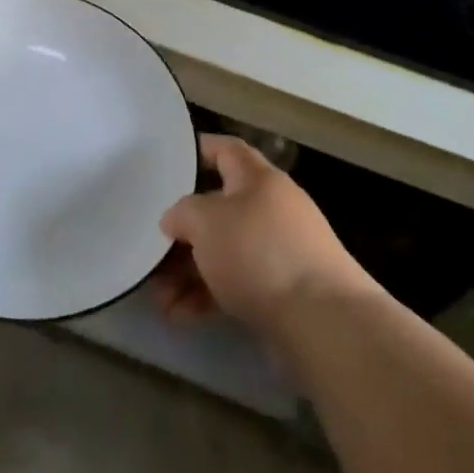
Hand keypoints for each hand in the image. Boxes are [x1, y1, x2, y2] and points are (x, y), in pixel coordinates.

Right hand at [154, 135, 370, 332]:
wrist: (323, 322)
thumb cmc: (259, 253)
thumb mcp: (206, 220)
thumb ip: (181, 213)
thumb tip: (175, 221)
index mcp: (258, 179)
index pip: (226, 150)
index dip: (198, 150)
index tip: (168, 161)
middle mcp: (271, 210)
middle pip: (218, 209)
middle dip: (181, 231)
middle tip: (150, 247)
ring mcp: (278, 253)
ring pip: (222, 252)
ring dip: (187, 271)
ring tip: (157, 296)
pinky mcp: (280, 293)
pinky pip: (234, 285)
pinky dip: (206, 296)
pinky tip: (178, 314)